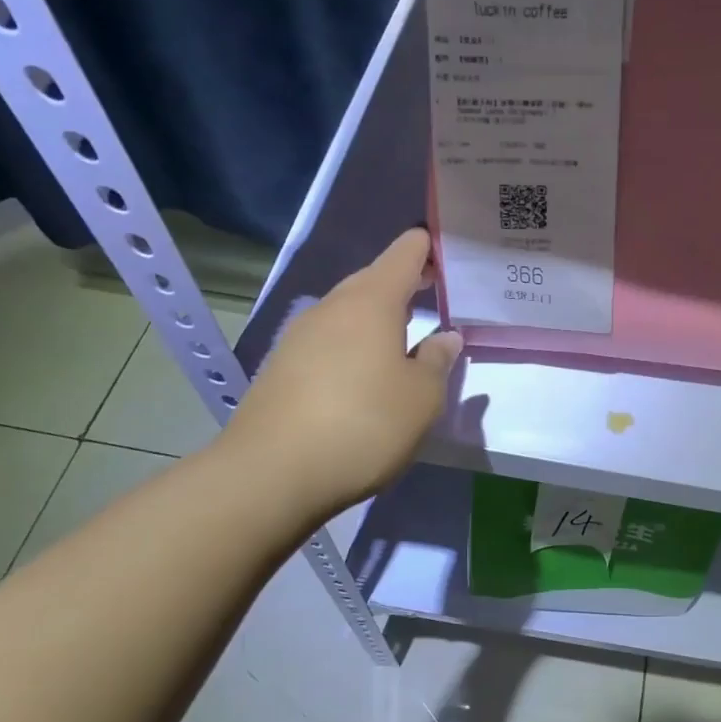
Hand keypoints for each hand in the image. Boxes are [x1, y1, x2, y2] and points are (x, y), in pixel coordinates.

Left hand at [218, 229, 461, 523]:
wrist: (270, 474)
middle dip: (405, 284)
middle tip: (436, 297)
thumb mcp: (422, 397)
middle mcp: (332, 307)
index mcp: (372, 301)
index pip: (405, 252)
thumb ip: (438, 360)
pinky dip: (352, 346)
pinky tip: (363, 376)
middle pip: (373, 279)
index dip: (428, 248)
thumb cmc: (363, 424)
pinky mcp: (281, 366)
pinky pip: (328, 341)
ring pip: (348, 312)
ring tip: (404, 340)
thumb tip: (445, 337)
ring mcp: (300, 336)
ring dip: (377, 318)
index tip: (450, 256)